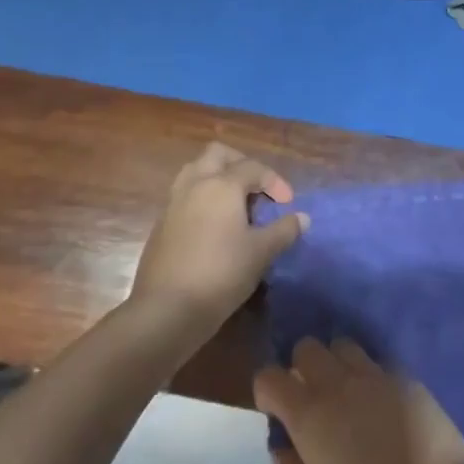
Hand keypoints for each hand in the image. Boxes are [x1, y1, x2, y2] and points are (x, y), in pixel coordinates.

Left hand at [129, 144, 307, 332]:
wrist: (167, 309)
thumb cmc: (221, 274)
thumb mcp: (261, 253)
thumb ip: (284, 230)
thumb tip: (302, 218)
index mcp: (221, 185)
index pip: (253, 167)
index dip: (275, 181)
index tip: (288, 203)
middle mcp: (194, 185)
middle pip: (217, 154)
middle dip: (241, 164)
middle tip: (257, 188)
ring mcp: (173, 203)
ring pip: (195, 171)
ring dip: (218, 177)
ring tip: (235, 202)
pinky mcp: (161, 224)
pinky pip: (184, 195)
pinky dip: (203, 197)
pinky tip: (215, 225)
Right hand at [254, 338, 463, 463]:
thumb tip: (280, 441)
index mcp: (307, 412)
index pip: (268, 376)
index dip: (268, 390)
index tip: (277, 410)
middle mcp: (335, 382)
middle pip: (306, 347)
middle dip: (301, 366)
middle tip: (312, 397)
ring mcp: (371, 372)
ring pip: (340, 344)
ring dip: (335, 362)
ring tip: (346, 392)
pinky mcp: (401, 372)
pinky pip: (374, 360)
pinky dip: (367, 373)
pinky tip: (379, 400)